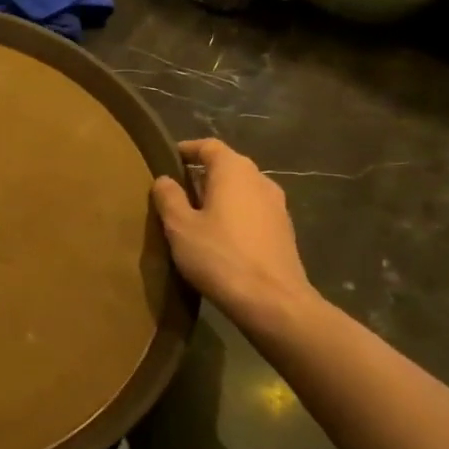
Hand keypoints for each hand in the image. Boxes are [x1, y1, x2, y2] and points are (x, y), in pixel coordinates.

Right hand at [151, 139, 321, 333]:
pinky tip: (219, 237)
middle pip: (227, 166)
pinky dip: (234, 215)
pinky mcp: (284, 231)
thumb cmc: (220, 256)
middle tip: (175, 191)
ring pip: (241, 190)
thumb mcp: (180, 226)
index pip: (208, 146)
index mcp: (234, 170)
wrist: (273, 302)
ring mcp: (277, 206)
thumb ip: (169, 197)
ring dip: (219, 196)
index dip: (186, 150)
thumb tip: (165, 179)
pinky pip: (252, 211)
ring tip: (195, 215)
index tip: (167, 160)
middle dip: (201, 174)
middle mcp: (260, 180)